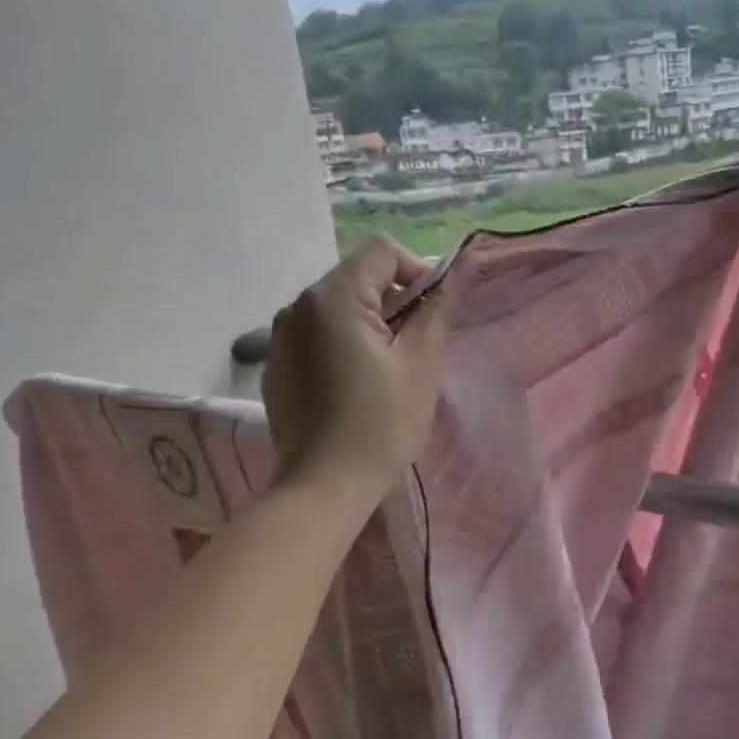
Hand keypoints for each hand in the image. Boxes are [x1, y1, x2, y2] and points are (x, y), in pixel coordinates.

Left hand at [262, 236, 453, 500]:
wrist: (324, 487)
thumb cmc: (381, 424)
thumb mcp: (421, 363)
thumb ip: (438, 307)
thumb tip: (463, 267)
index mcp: (333, 297)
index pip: (382, 251)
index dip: (416, 272)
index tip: (430, 315)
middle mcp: (297, 305)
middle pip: (357, 276)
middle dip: (393, 300)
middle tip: (413, 346)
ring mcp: (279, 335)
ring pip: (337, 305)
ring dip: (368, 321)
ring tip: (385, 368)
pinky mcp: (275, 363)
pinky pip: (316, 333)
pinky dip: (341, 342)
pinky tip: (352, 385)